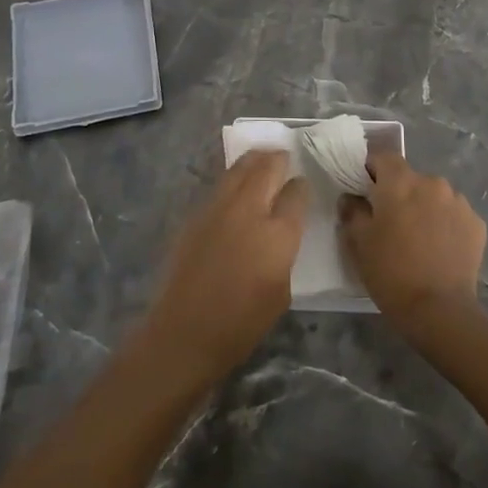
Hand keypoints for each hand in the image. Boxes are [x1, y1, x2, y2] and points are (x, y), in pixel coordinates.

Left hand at [146, 151, 308, 381]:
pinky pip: (220, 186)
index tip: (302, 184)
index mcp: (278, 233)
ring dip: (254, 160)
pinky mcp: (196, 215)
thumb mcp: (282, 290)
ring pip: (239, 169)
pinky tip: (236, 185)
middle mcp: (249, 211)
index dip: (301, 186)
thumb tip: (280, 231)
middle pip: (266, 169)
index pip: (296, 193)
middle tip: (284, 156)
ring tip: (262, 157)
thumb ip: (284, 251)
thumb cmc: (242, 323)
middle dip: (278, 159)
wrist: (186, 331)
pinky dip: (233, 178)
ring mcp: (218, 209)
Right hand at [341, 152, 485, 336]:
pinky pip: (454, 214)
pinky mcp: (477, 223)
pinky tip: (439, 248)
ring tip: (418, 238)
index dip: (372, 170)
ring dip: (424, 207)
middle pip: (410, 178)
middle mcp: (432, 183)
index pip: (383, 157)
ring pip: (434, 195)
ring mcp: (459, 202)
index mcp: (400, 182)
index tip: (366, 191)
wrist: (439, 310)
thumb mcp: (359, 242)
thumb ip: (352, 211)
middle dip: (400, 193)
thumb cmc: (391, 271)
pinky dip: (445, 224)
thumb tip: (351, 198)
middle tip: (391, 222)